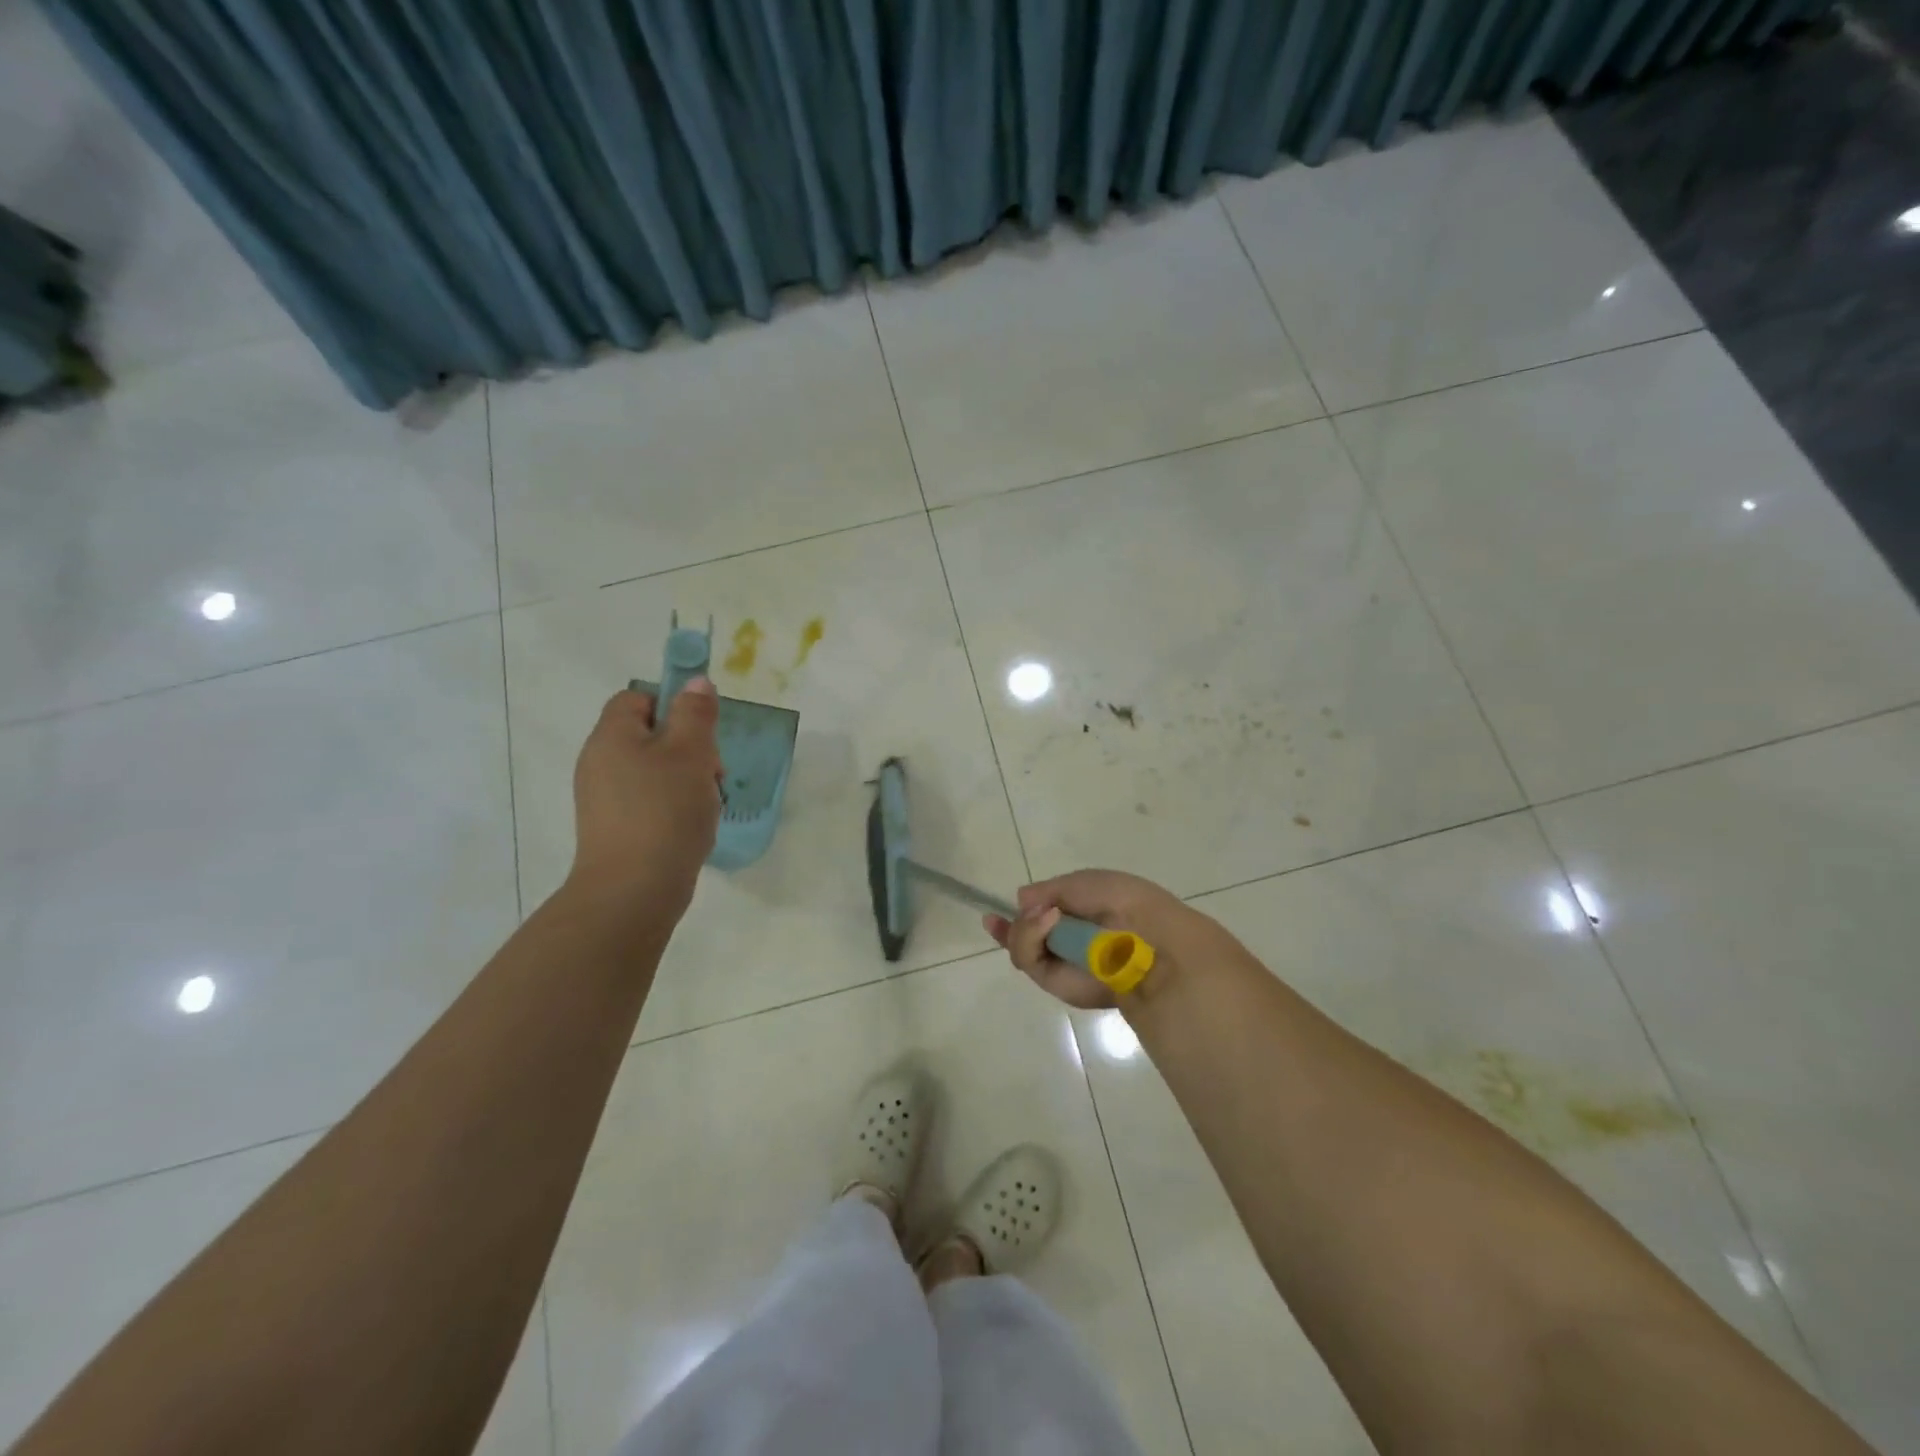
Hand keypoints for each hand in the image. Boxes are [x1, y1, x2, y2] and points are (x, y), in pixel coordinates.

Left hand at [569, 681, 721, 913]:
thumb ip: (695, 713)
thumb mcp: (691, 752)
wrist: (634, 890)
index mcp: (611, 736)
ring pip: (654, 771)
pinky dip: (673, 807)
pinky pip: (649, 802)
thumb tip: (695, 682)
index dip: (673, 705)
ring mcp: (604, 798)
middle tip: (712, 772)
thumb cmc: (665, 810)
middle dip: (689, 748)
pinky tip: (692, 827)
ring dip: (687, 780)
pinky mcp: (614, 828)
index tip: (702, 731)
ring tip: (707, 804)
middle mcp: (599, 762)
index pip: (638, 698)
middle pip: (649, 735)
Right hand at [984, 869, 1213, 1009]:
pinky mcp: (1058, 983)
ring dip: (1024, 929)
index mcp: (1082, 916)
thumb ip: (1050, 890)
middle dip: (1014, 926)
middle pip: (1025, 937)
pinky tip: (1047, 923)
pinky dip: (1030, 938)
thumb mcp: (1085, 882)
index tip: (993, 915)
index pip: (1042, 918)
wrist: (1148, 939)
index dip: (1019, 917)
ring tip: (1046, 917)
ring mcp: (1062, 964)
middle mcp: (1069, 942)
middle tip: (1023, 914)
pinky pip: (1029, 961)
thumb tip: (1022, 899)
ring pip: (1022, 949)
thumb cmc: (1123, 901)